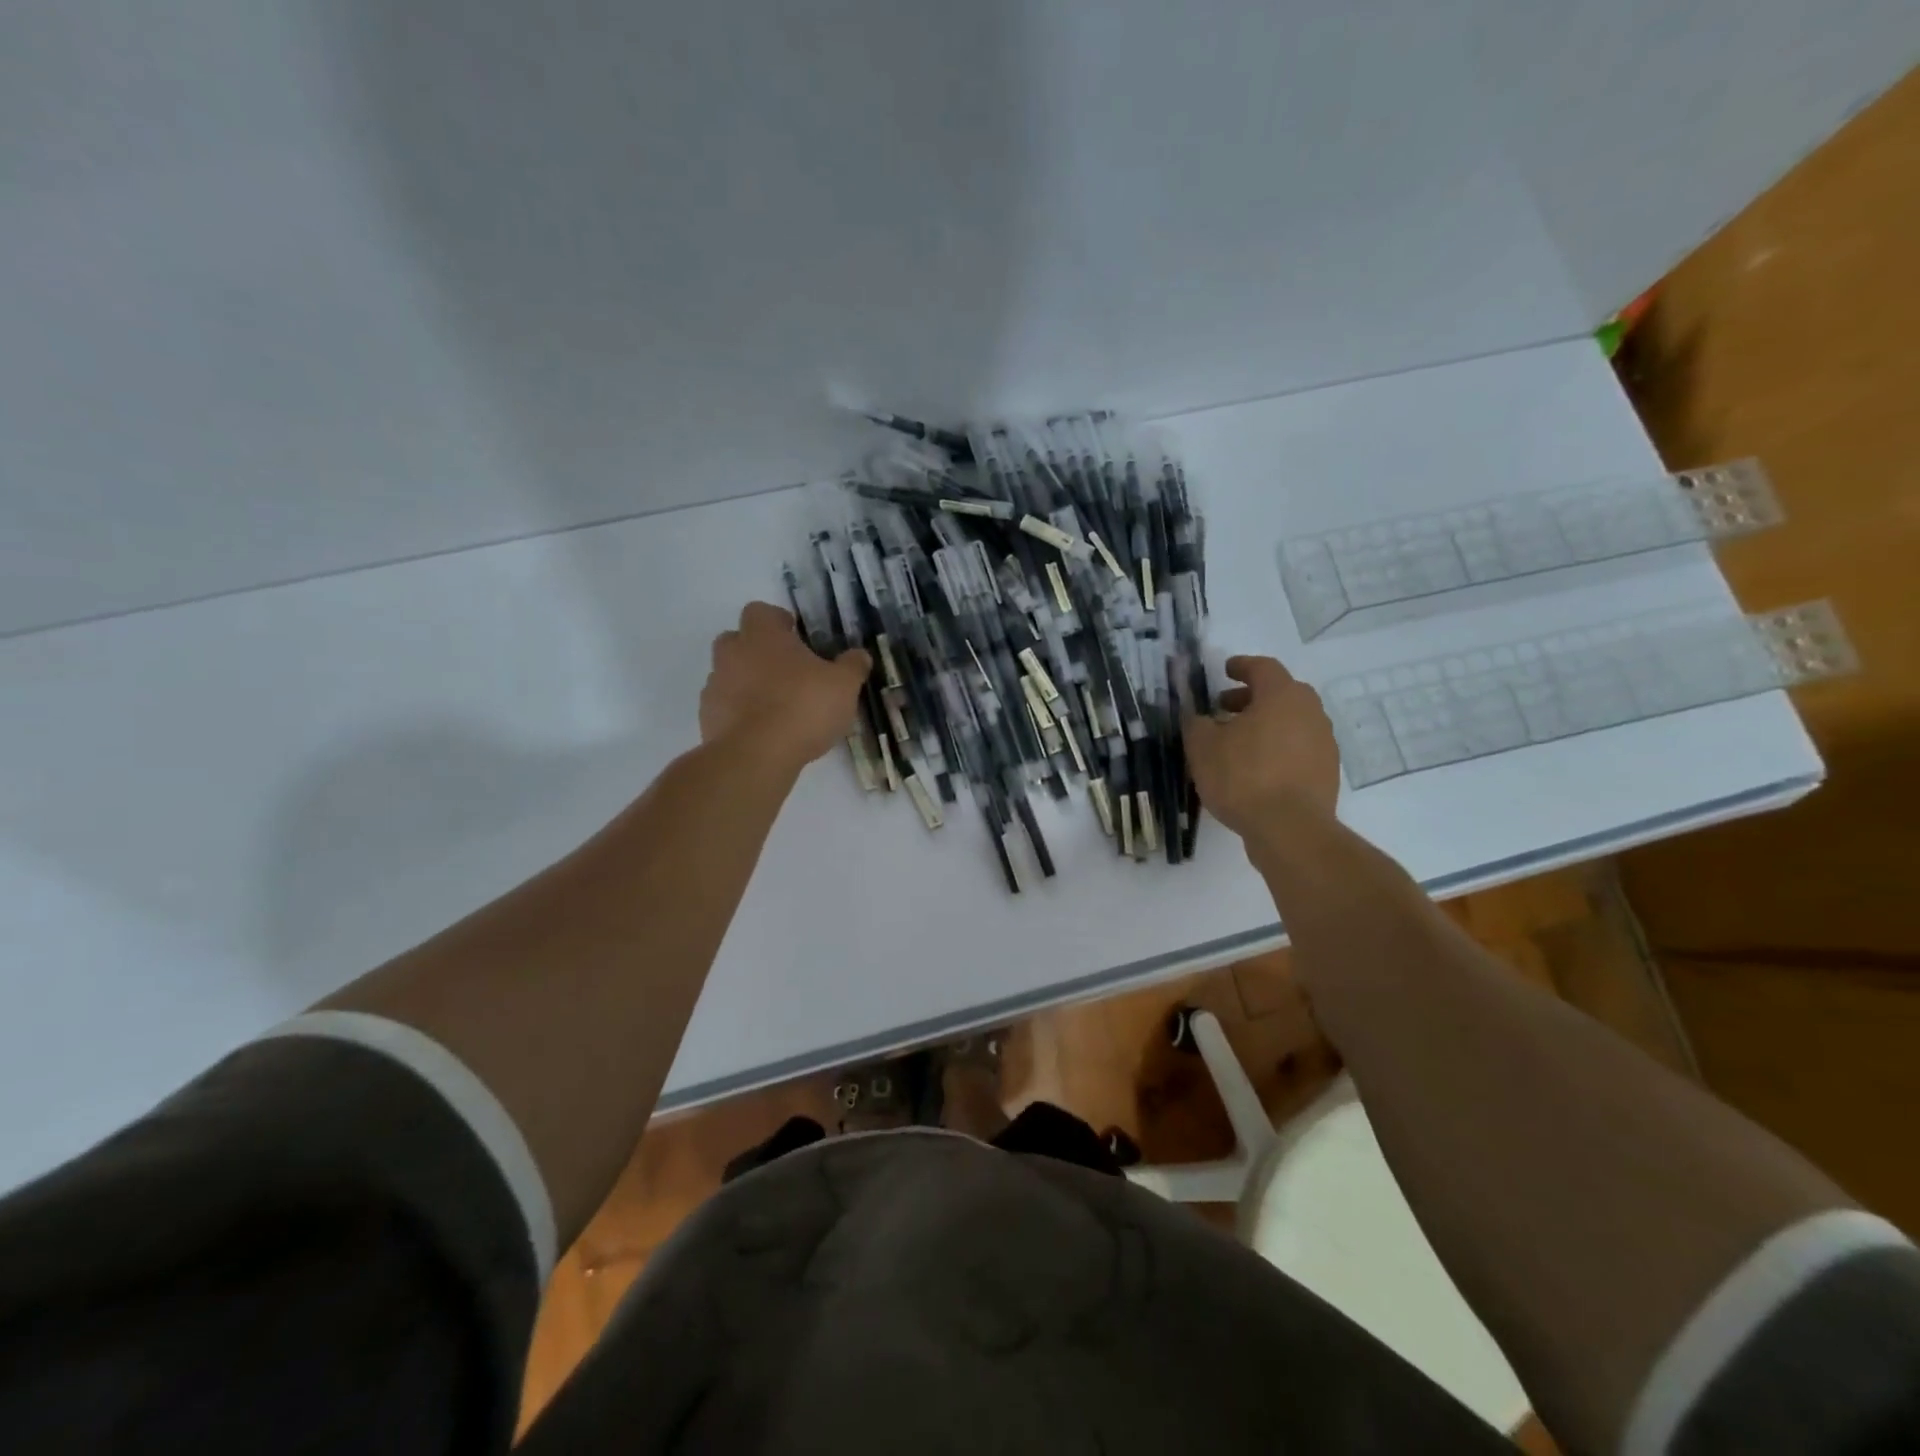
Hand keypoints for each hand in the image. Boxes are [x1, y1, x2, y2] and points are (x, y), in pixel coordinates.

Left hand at [701, 602, 871, 771]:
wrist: (756, 756)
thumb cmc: (803, 707)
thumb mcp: (843, 686)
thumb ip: (852, 666)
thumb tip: (859, 655)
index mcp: (762, 635)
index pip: (761, 611)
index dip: (778, 622)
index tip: (797, 638)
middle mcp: (732, 653)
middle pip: (737, 640)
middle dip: (757, 651)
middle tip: (786, 672)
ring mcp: (715, 686)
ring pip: (729, 674)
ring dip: (747, 684)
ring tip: (776, 707)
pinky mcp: (707, 718)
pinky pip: (724, 707)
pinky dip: (739, 713)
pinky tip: (762, 732)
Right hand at [1182, 655, 1339, 840]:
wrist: (1290, 829)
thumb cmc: (1242, 777)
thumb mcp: (1202, 747)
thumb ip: (1196, 723)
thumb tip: (1196, 716)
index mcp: (1282, 695)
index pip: (1263, 668)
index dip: (1241, 666)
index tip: (1225, 670)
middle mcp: (1310, 712)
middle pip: (1280, 693)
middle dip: (1251, 697)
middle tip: (1225, 708)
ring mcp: (1323, 742)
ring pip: (1291, 721)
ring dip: (1265, 724)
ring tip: (1237, 742)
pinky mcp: (1327, 771)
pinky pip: (1298, 747)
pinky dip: (1277, 748)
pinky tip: (1256, 768)